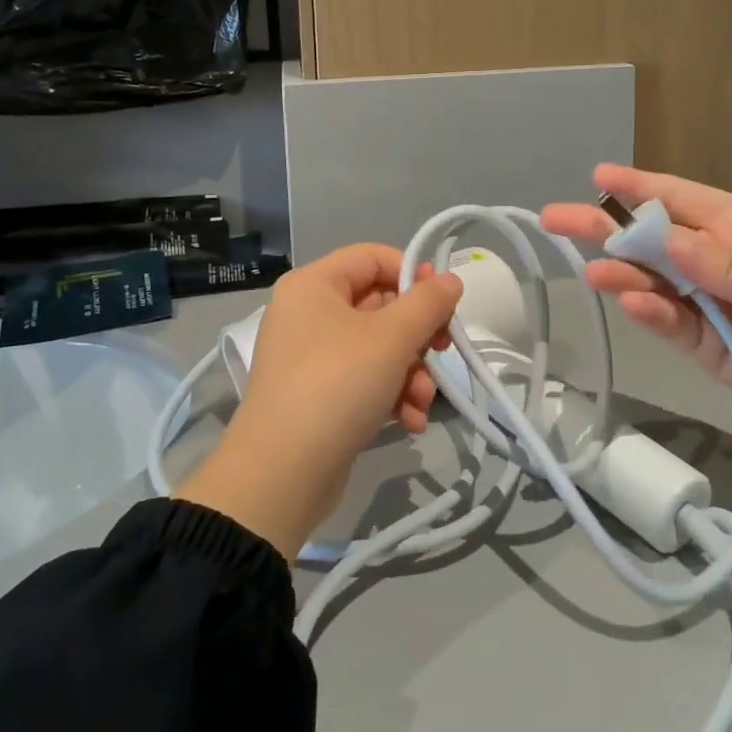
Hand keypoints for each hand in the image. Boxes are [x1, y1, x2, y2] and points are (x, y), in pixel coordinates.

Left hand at [176, 245, 462, 558]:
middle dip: (417, 337)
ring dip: (410, 373)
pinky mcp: (316, 395)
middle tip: (443, 353)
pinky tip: (410, 421)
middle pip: (379, 305)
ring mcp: (309, 356)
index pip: (373, 257)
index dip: (413, 274)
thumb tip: (449, 280)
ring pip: (376, 348)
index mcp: (314, 284)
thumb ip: (427, 303)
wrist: (281, 474)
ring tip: (423, 403)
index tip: (444, 302)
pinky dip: (390, 395)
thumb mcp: (392, 338)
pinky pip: (363, 380)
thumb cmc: (337, 385)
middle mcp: (307, 313)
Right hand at [540, 164, 731, 442]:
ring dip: (623, 276)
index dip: (639, 187)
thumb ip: (730, 265)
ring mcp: (709, 303)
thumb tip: (669, 242)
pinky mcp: (706, 346)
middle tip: (556, 219)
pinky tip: (633, 306)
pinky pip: (670, 324)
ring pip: (653, 282)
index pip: (682, 199)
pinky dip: (650, 315)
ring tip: (595, 275)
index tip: (597, 176)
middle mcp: (717, 260)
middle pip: (653, 240)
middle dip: (607, 228)